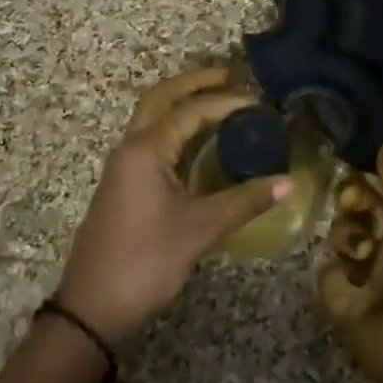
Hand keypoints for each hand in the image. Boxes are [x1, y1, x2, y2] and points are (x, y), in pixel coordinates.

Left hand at [57, 67, 290, 345]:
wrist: (92, 307)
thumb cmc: (145, 261)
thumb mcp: (200, 229)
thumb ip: (245, 201)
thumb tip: (290, 182)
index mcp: (147, 149)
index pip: (191, 111)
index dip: (226, 102)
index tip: (259, 103)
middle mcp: (131, 147)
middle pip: (161, 98)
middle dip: (193, 82)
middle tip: (228, 75)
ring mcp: (123, 165)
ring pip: (151, 117)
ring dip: (180, 103)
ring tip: (216, 99)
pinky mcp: (123, 183)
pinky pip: (150, 138)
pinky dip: (174, 126)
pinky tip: (196, 141)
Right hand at [318, 148, 382, 382]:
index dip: (370, 178)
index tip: (353, 165)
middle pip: (358, 211)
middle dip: (351, 204)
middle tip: (352, 206)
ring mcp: (368, 276)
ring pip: (341, 239)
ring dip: (346, 238)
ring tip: (360, 251)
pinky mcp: (345, 303)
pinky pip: (328, 276)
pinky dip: (337, 276)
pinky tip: (350, 281)